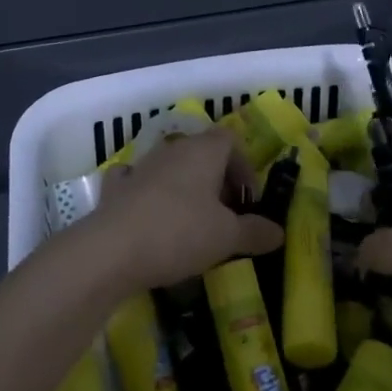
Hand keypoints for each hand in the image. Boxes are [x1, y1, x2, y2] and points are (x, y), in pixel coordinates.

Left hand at [91, 128, 283, 289]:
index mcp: (203, 151)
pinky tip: (149, 213)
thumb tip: (279, 232)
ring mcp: (141, 165)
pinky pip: (136, 180)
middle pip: (202, 152)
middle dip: (217, 179)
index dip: (244, 167)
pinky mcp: (116, 187)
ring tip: (192, 222)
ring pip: (171, 166)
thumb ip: (255, 232)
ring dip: (185, 187)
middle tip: (226, 216)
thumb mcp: (227, 237)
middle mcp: (173, 149)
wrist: (112, 249)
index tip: (248, 200)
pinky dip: (146, 192)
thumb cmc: (180, 233)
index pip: (231, 140)